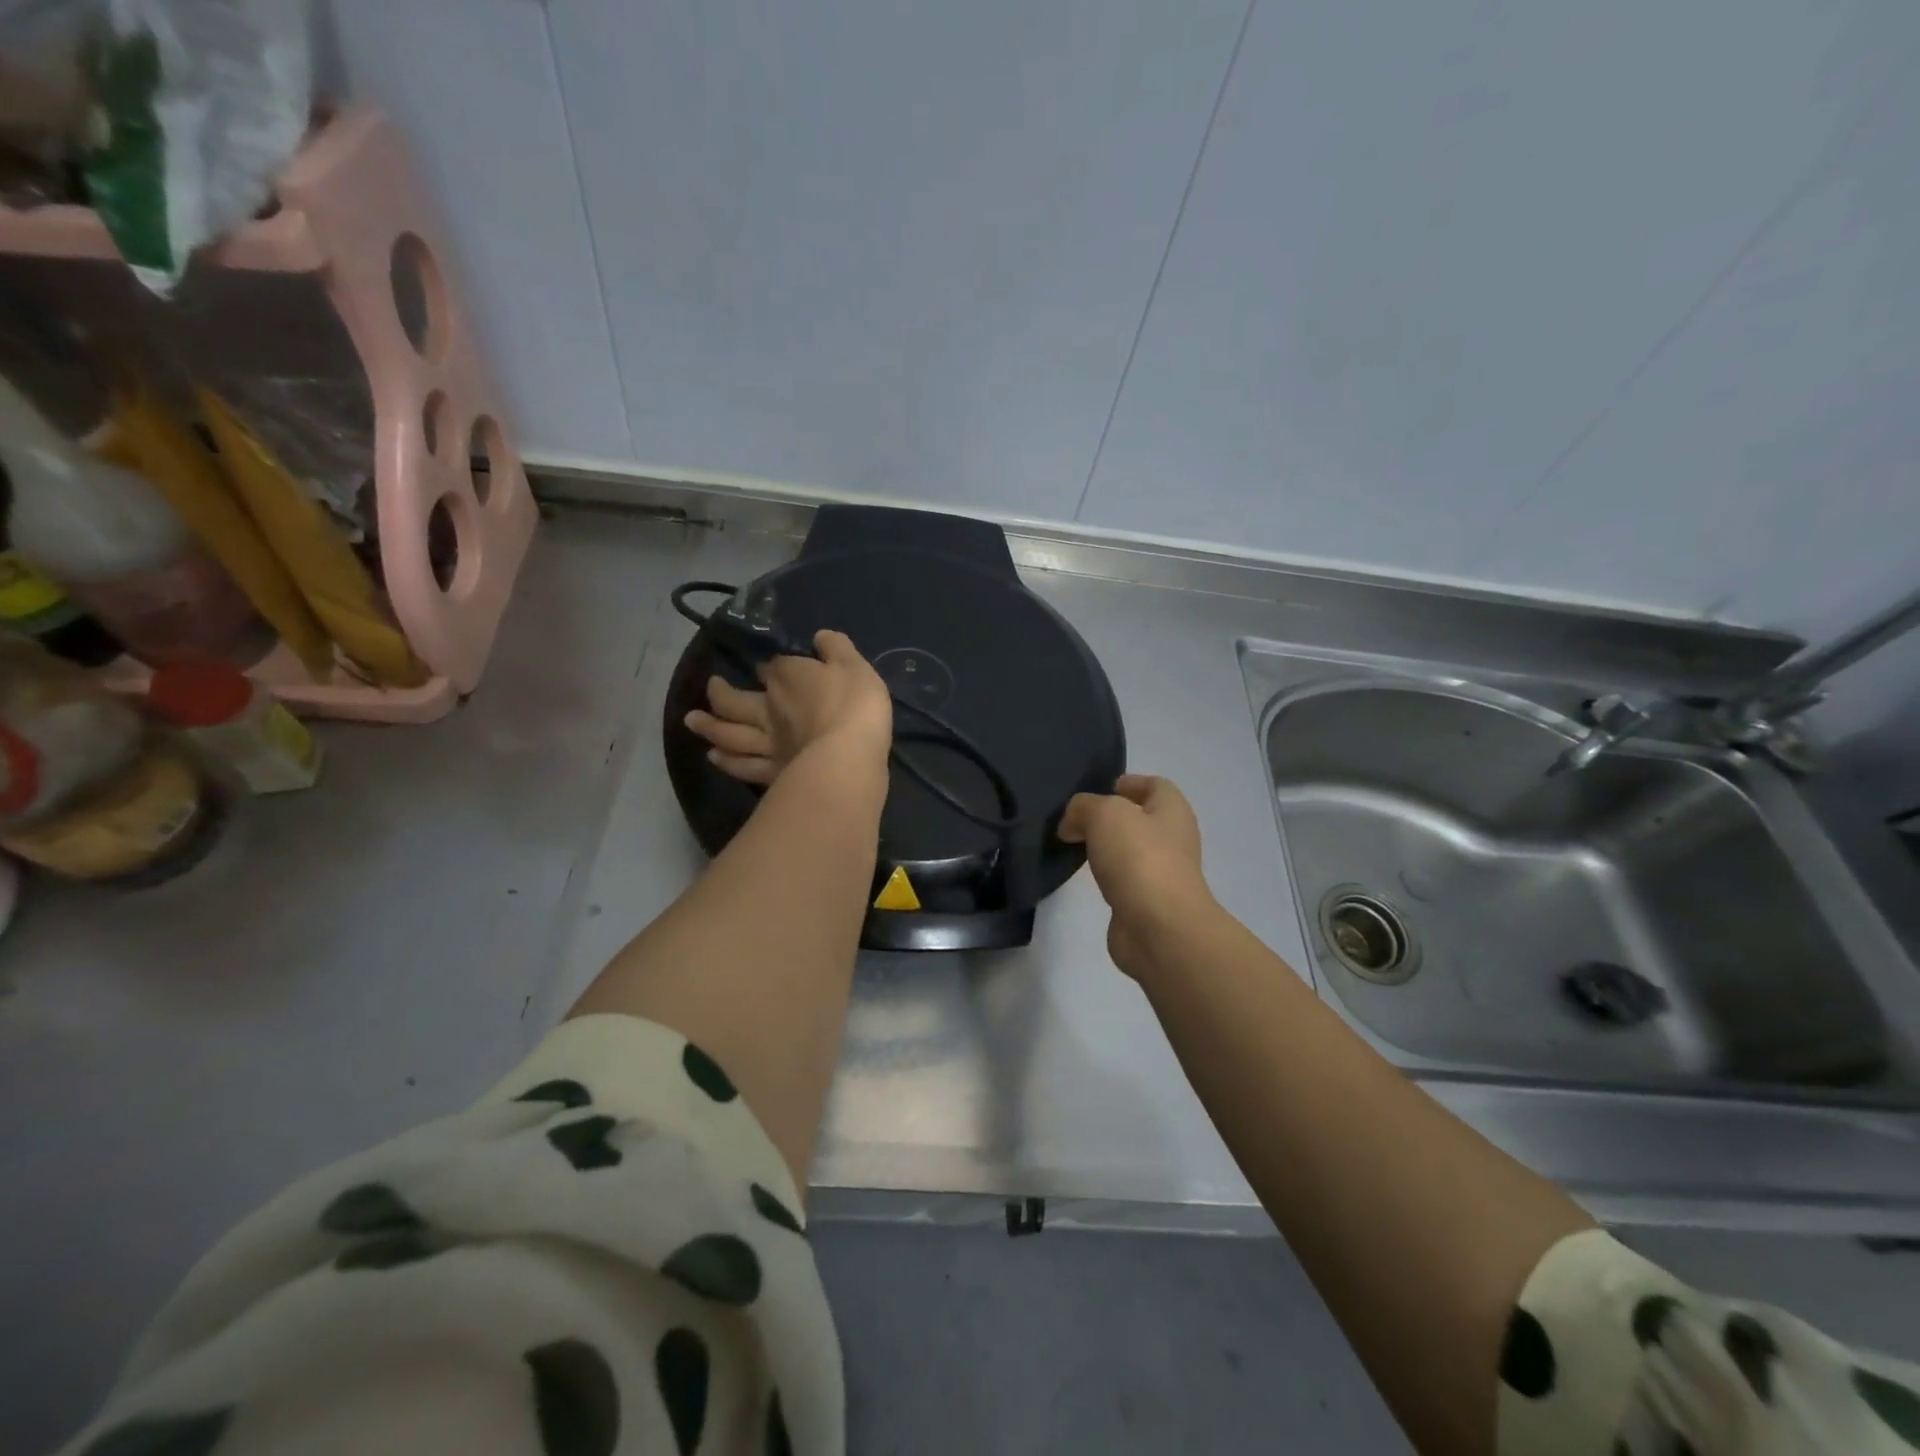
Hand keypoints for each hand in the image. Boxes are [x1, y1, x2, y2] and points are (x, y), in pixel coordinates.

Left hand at [685, 630, 892, 785]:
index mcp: (787, 677)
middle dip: (718, 692)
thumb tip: (820, 636)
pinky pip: (744, 766)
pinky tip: (715, 758)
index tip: (766, 666)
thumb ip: (836, 648)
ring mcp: (767, 743)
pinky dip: (727, 762)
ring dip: (709, 727)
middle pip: (734, 700)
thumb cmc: (855, 705)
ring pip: (730, 734)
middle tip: (710, 686)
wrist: (849, 756)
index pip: (770, 666)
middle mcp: (768, 708)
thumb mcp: (854, 665)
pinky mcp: (773, 773)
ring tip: (693, 721)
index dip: (767, 666)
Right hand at [1059, 774, 1214, 981]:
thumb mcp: (1104, 814)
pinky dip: (1103, 876)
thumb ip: (1082, 807)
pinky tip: (1082, 876)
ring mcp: (1161, 872)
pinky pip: (1121, 879)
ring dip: (1103, 847)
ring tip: (1070, 844)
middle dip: (1107, 816)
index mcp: (1172, 810)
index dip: (1126, 782)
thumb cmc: (1139, 859)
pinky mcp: (1145, 902)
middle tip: (1072, 818)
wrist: (1159, 929)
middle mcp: (1172, 838)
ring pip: (1128, 849)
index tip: (1094, 790)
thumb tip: (1071, 825)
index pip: (1153, 785)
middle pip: (1138, 818)